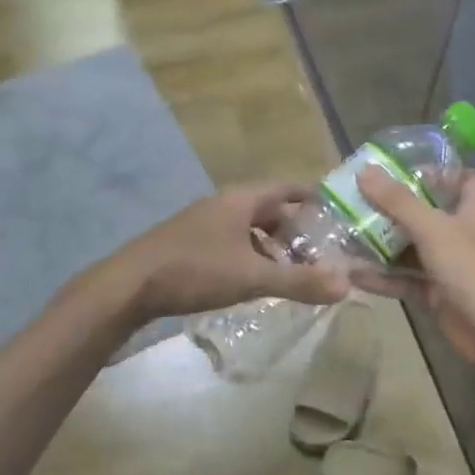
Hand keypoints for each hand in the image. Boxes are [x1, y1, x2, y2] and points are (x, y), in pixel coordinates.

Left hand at [110, 184, 351, 321]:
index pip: (287, 188)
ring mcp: (202, 223)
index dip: (312, 197)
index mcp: (240, 200)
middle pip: (268, 209)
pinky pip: (230, 242)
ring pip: (248, 228)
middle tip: (321, 251)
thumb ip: (299, 282)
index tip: (336, 212)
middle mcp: (222, 205)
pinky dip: (250, 256)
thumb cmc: (195, 270)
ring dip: (271, 245)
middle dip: (295, 229)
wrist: (128, 286)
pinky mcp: (187, 243)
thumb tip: (346, 286)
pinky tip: (253, 280)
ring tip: (292, 270)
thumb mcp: (252, 276)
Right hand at [354, 167, 474, 364]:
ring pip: (412, 248)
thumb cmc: (473, 268)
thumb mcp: (433, 228)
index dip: (434, 171)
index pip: (461, 178)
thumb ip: (398, 201)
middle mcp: (464, 232)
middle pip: (427, 212)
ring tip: (343, 233)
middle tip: (356, 199)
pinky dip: (383, 277)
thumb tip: (364, 171)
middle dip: (393, 207)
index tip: (396, 169)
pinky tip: (352, 274)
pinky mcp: (438, 293)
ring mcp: (451, 265)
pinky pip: (406, 279)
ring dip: (382, 244)